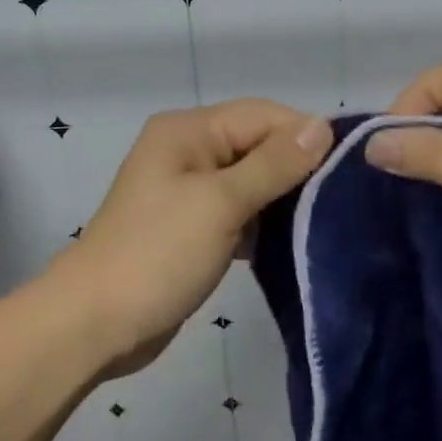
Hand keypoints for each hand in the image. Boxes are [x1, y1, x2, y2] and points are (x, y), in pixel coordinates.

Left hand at [52, 100, 331, 375]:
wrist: (93, 325)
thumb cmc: (157, 253)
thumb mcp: (220, 203)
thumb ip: (273, 164)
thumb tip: (322, 126)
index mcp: (189, 130)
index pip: (263, 115)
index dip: (305, 135)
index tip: (348, 167)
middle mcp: (189, 150)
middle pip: (258, 144)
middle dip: (297, 167)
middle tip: (342, 198)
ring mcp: (189, 190)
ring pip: (251, 179)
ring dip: (283, 197)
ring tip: (326, 219)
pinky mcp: (192, 226)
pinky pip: (239, 210)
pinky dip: (263, 222)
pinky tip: (292, 242)